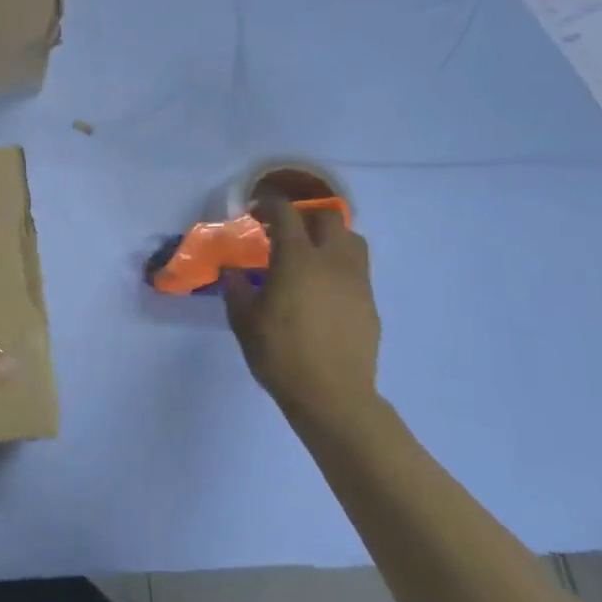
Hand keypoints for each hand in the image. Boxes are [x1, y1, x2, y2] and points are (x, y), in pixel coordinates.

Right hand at [223, 200, 380, 421]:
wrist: (333, 396)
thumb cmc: (281, 355)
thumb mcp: (244, 321)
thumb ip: (236, 289)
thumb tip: (232, 270)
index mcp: (298, 259)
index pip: (287, 213)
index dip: (270, 204)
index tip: (256, 210)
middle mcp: (332, 261)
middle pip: (327, 218)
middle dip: (305, 216)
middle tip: (285, 232)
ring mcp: (357, 281)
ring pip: (351, 240)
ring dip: (330, 238)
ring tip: (310, 256)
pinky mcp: (370, 303)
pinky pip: (357, 270)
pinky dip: (340, 267)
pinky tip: (323, 291)